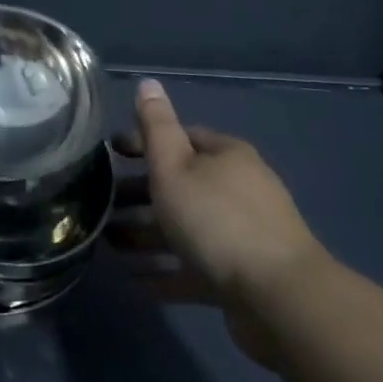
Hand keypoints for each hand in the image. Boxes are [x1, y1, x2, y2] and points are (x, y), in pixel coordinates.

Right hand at [109, 79, 324, 366]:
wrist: (280, 300)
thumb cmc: (217, 220)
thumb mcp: (175, 166)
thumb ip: (157, 126)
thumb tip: (148, 82)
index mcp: (226, 156)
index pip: (180, 138)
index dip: (143, 142)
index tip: (110, 155)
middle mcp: (238, 189)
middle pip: (181, 184)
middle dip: (140, 194)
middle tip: (102, 205)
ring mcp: (243, 235)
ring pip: (185, 228)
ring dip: (147, 234)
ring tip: (109, 244)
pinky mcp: (242, 277)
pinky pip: (195, 267)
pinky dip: (166, 271)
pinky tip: (135, 282)